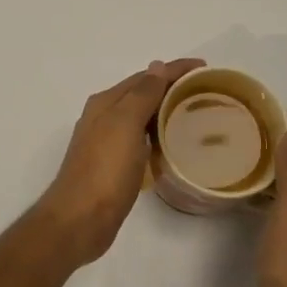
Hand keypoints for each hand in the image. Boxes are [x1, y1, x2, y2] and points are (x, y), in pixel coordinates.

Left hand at [36, 59, 204, 263]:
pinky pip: (142, 140)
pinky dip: (159, 135)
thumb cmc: (104, 170)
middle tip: (206, 91)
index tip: (206, 68)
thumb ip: (142, 94)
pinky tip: (175, 144)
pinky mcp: (115, 166)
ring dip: (166, 111)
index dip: (175, 69)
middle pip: (142, 93)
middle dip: (172, 87)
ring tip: (197, 114)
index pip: (146, 76)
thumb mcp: (124, 124)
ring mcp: (108, 142)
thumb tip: (156, 66)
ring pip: (142, 117)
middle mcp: (104, 117)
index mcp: (106, 103)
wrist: (80, 220)